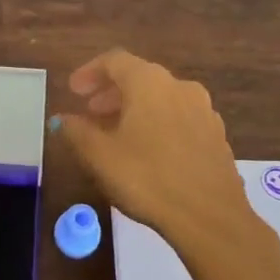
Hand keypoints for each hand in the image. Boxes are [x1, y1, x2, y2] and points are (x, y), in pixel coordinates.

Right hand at [54, 49, 279, 279]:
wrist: (209, 218)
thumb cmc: (147, 178)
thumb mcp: (99, 155)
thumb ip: (76, 131)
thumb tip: (63, 119)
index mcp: (149, 82)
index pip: (114, 61)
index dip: (89, 72)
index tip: (73, 91)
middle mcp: (180, 87)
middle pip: (140, 78)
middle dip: (111, 92)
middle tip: (90, 111)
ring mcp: (204, 112)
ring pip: (162, 99)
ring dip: (135, 110)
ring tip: (116, 133)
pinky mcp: (217, 137)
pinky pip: (179, 119)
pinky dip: (157, 125)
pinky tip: (147, 152)